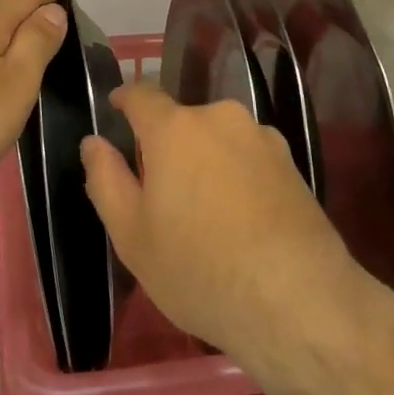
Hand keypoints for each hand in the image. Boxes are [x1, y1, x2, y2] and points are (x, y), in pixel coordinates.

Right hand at [81, 85, 368, 368]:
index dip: (125, 100)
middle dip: (167, 146)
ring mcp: (261, 138)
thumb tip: (94, 142)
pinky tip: (242, 222)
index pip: (142, 94)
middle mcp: (220, 118)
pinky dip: (237, 177)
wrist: (298, 300)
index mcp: (175, 128)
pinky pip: (248, 158)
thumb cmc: (199, 269)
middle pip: (182, 122)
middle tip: (162, 194)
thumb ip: (106, 179)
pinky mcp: (292, 163)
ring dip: (205, 162)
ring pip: (218, 140)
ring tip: (206, 215)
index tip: (116, 111)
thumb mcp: (132, 234)